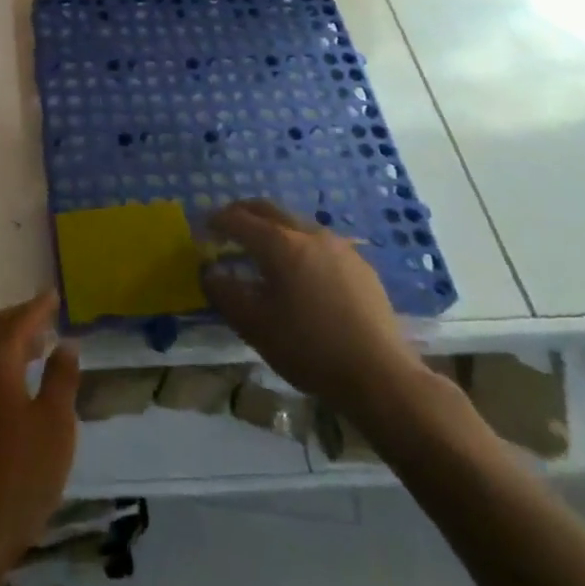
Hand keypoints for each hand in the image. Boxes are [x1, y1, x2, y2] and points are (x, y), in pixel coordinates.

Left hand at [0, 292, 79, 574]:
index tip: (52, 296)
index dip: (36, 308)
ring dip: (10, 349)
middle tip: (45, 318)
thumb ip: (61, 380)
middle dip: (19, 322)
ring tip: (37, 352)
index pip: (14, 323)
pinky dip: (3, 373)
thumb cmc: (16, 477)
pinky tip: (17, 395)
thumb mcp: (54, 427)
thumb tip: (65, 344)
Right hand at [201, 199, 433, 423]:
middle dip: (243, 213)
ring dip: (272, 227)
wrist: (381, 376)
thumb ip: (226, 294)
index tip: (203, 228)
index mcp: (279, 244)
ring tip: (262, 249)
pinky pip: (319, 241)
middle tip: (227, 226)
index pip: (238, 219)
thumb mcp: (256, 326)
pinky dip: (298, 244)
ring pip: (295, 222)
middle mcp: (308, 233)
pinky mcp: (359, 264)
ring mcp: (338, 246)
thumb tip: (209, 273)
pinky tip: (300, 271)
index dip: (217, 220)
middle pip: (268, 209)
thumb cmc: (310, 349)